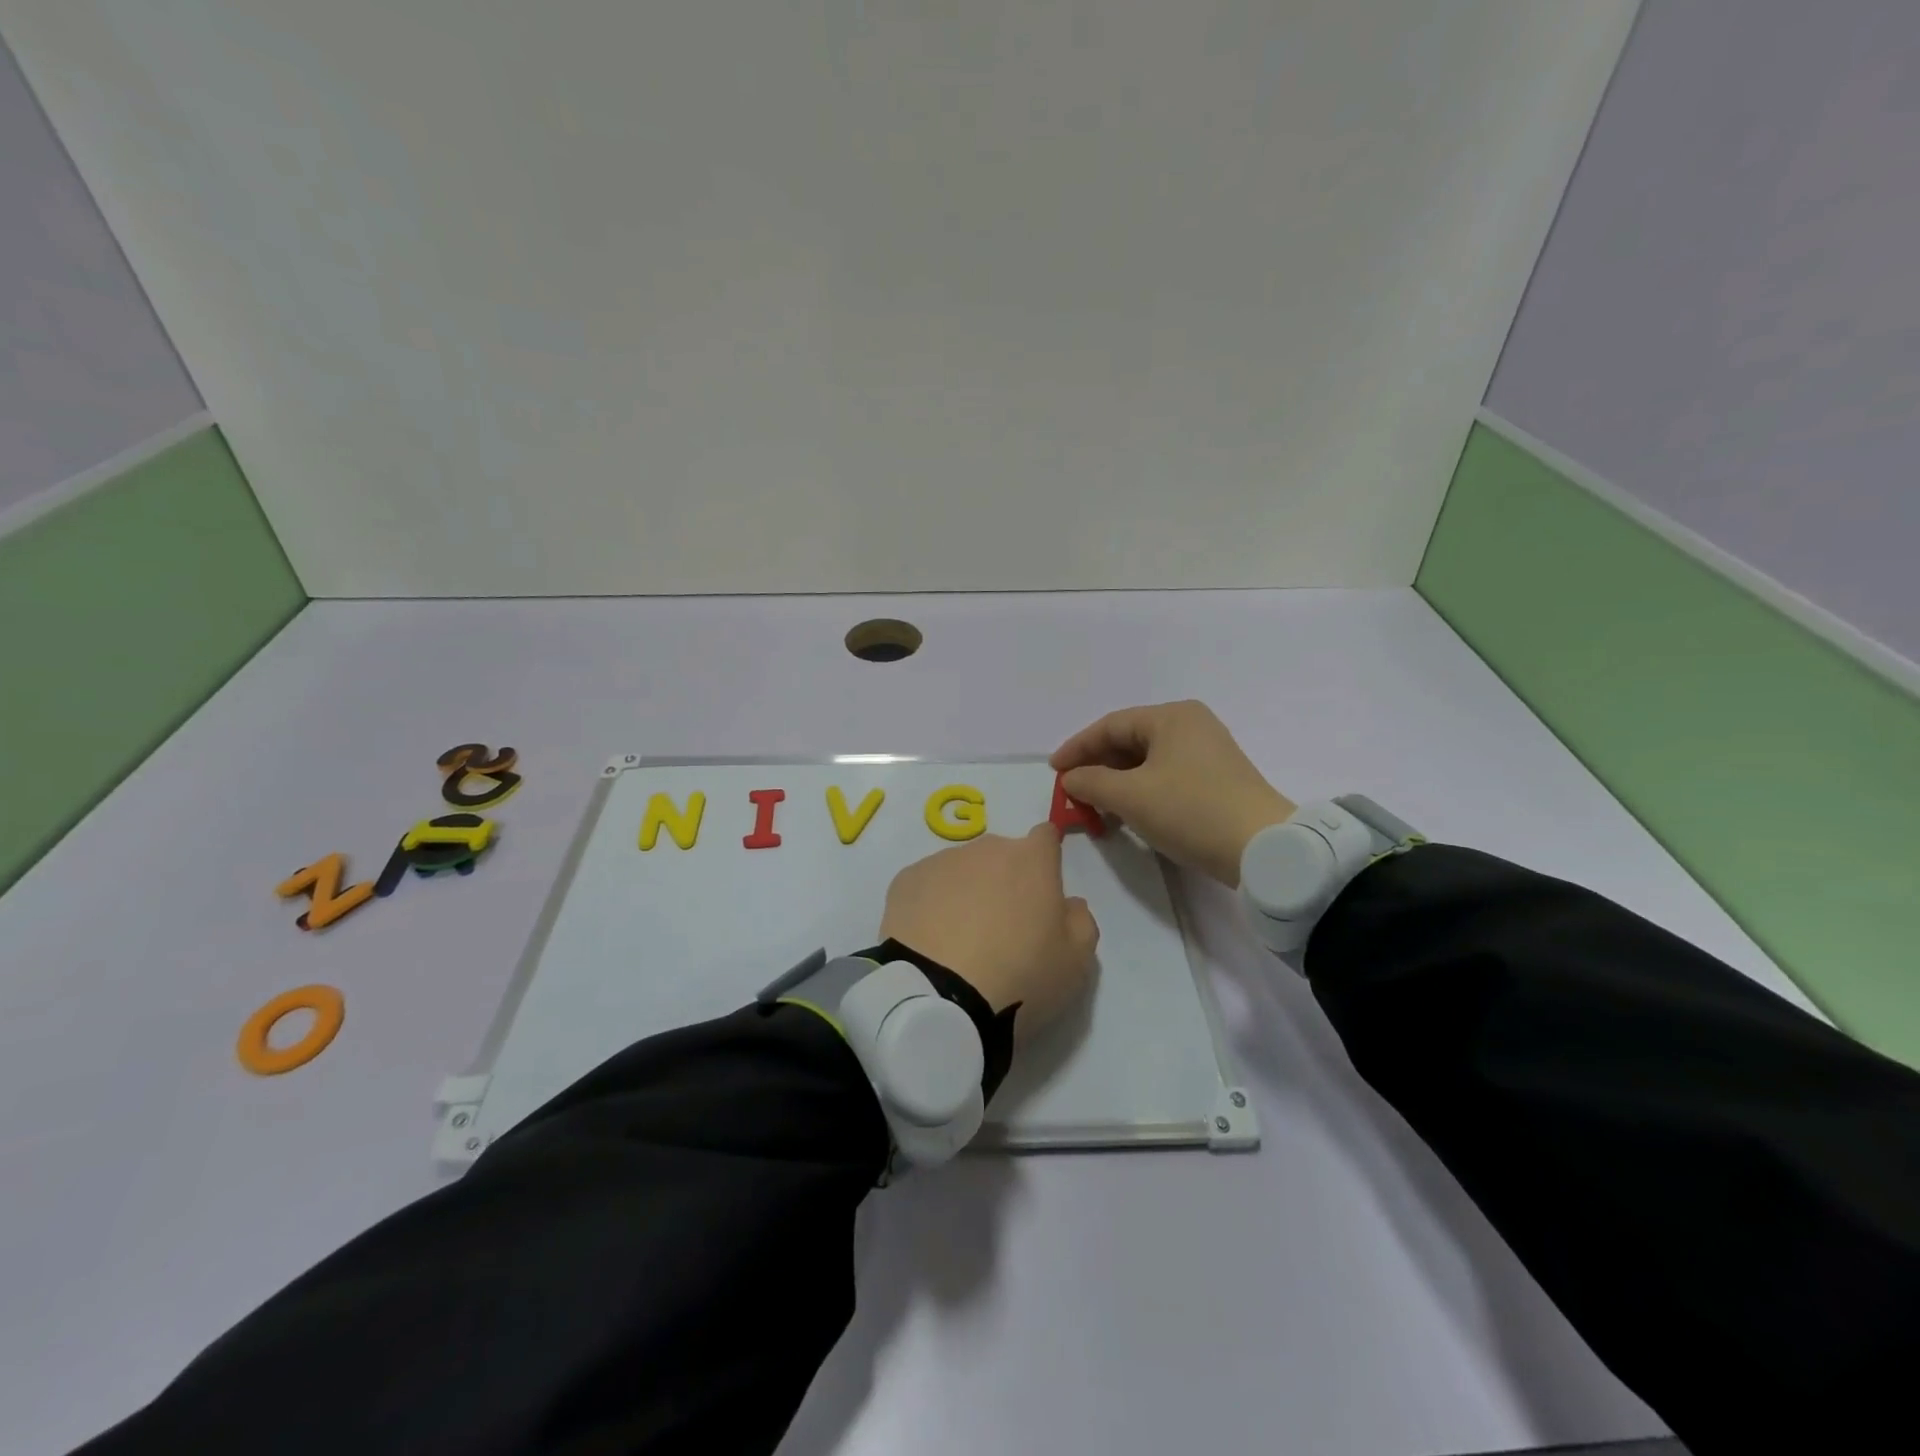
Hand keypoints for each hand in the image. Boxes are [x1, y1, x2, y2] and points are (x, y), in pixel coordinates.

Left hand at [879, 825, 1098, 1041]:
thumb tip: (1068, 903)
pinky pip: (927, 886)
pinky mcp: (905, 881)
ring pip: (962, 869)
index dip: (1046, 860)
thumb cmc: (1020, 976)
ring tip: (960, 940)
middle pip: (1001, 855)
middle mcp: (986, 849)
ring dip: (966, 891)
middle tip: (1002, 928)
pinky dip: (931, 905)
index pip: (1046, 837)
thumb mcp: (1076, 962)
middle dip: (1004, 880)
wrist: (940, 999)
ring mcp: (941, 861)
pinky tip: (931, 941)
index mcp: (1031, 859)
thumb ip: (1081, 922)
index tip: (1041, 892)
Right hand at [1050, 701, 1295, 887]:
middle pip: (1129, 740)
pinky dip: (1141, 789)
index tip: (1054, 771)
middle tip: (1072, 791)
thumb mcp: (1131, 797)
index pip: (1110, 725)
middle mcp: (1191, 725)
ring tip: (1096, 805)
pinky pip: (1165, 774)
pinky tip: (1128, 811)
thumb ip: (1091, 783)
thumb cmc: (1190, 811)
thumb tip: (1071, 779)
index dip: (1077, 748)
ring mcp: (1207, 751)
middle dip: (1097, 766)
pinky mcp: (1216, 778)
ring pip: (1147, 760)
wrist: (1263, 848)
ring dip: (1117, 781)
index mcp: (1171, 717)